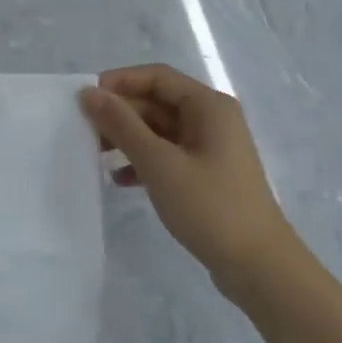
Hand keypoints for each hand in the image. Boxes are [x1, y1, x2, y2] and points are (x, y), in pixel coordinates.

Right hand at [80, 64, 296, 294]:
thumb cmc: (209, 206)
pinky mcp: (206, 174)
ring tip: (94, 154)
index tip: (85, 99)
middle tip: (83, 130)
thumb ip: (122, 125)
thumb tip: (90, 92)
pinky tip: (120, 179)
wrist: (257, 266)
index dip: (119, 82)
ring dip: (127, 137)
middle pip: (157, 102)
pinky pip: (167, 154)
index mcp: (208, 106)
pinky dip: (143, 161)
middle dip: (120, 113)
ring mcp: (210, 148)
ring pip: (159, 130)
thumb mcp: (159, 163)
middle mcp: (212, 119)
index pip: (157, 77)